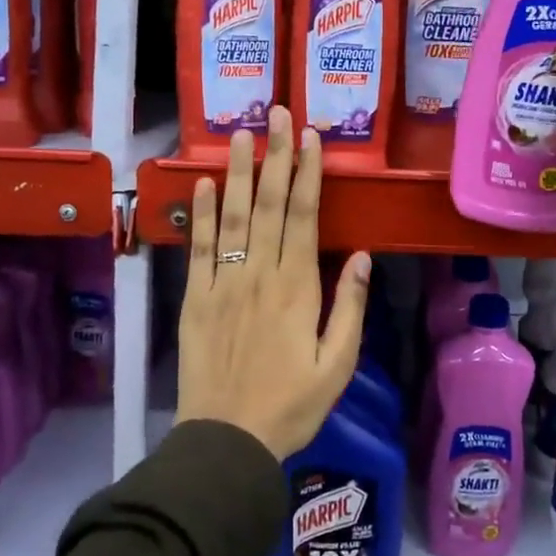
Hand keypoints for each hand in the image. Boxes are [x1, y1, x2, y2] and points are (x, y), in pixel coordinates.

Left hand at [177, 105, 371, 459]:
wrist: (227, 442)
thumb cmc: (292, 405)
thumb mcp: (337, 365)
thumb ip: (349, 307)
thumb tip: (361, 256)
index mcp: (297, 289)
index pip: (302, 217)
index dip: (307, 174)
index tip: (310, 137)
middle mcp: (258, 276)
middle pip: (267, 205)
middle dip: (275, 156)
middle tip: (277, 113)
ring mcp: (222, 285)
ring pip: (231, 218)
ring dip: (236, 172)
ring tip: (240, 134)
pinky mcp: (194, 300)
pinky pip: (198, 250)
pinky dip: (200, 215)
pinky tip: (202, 184)